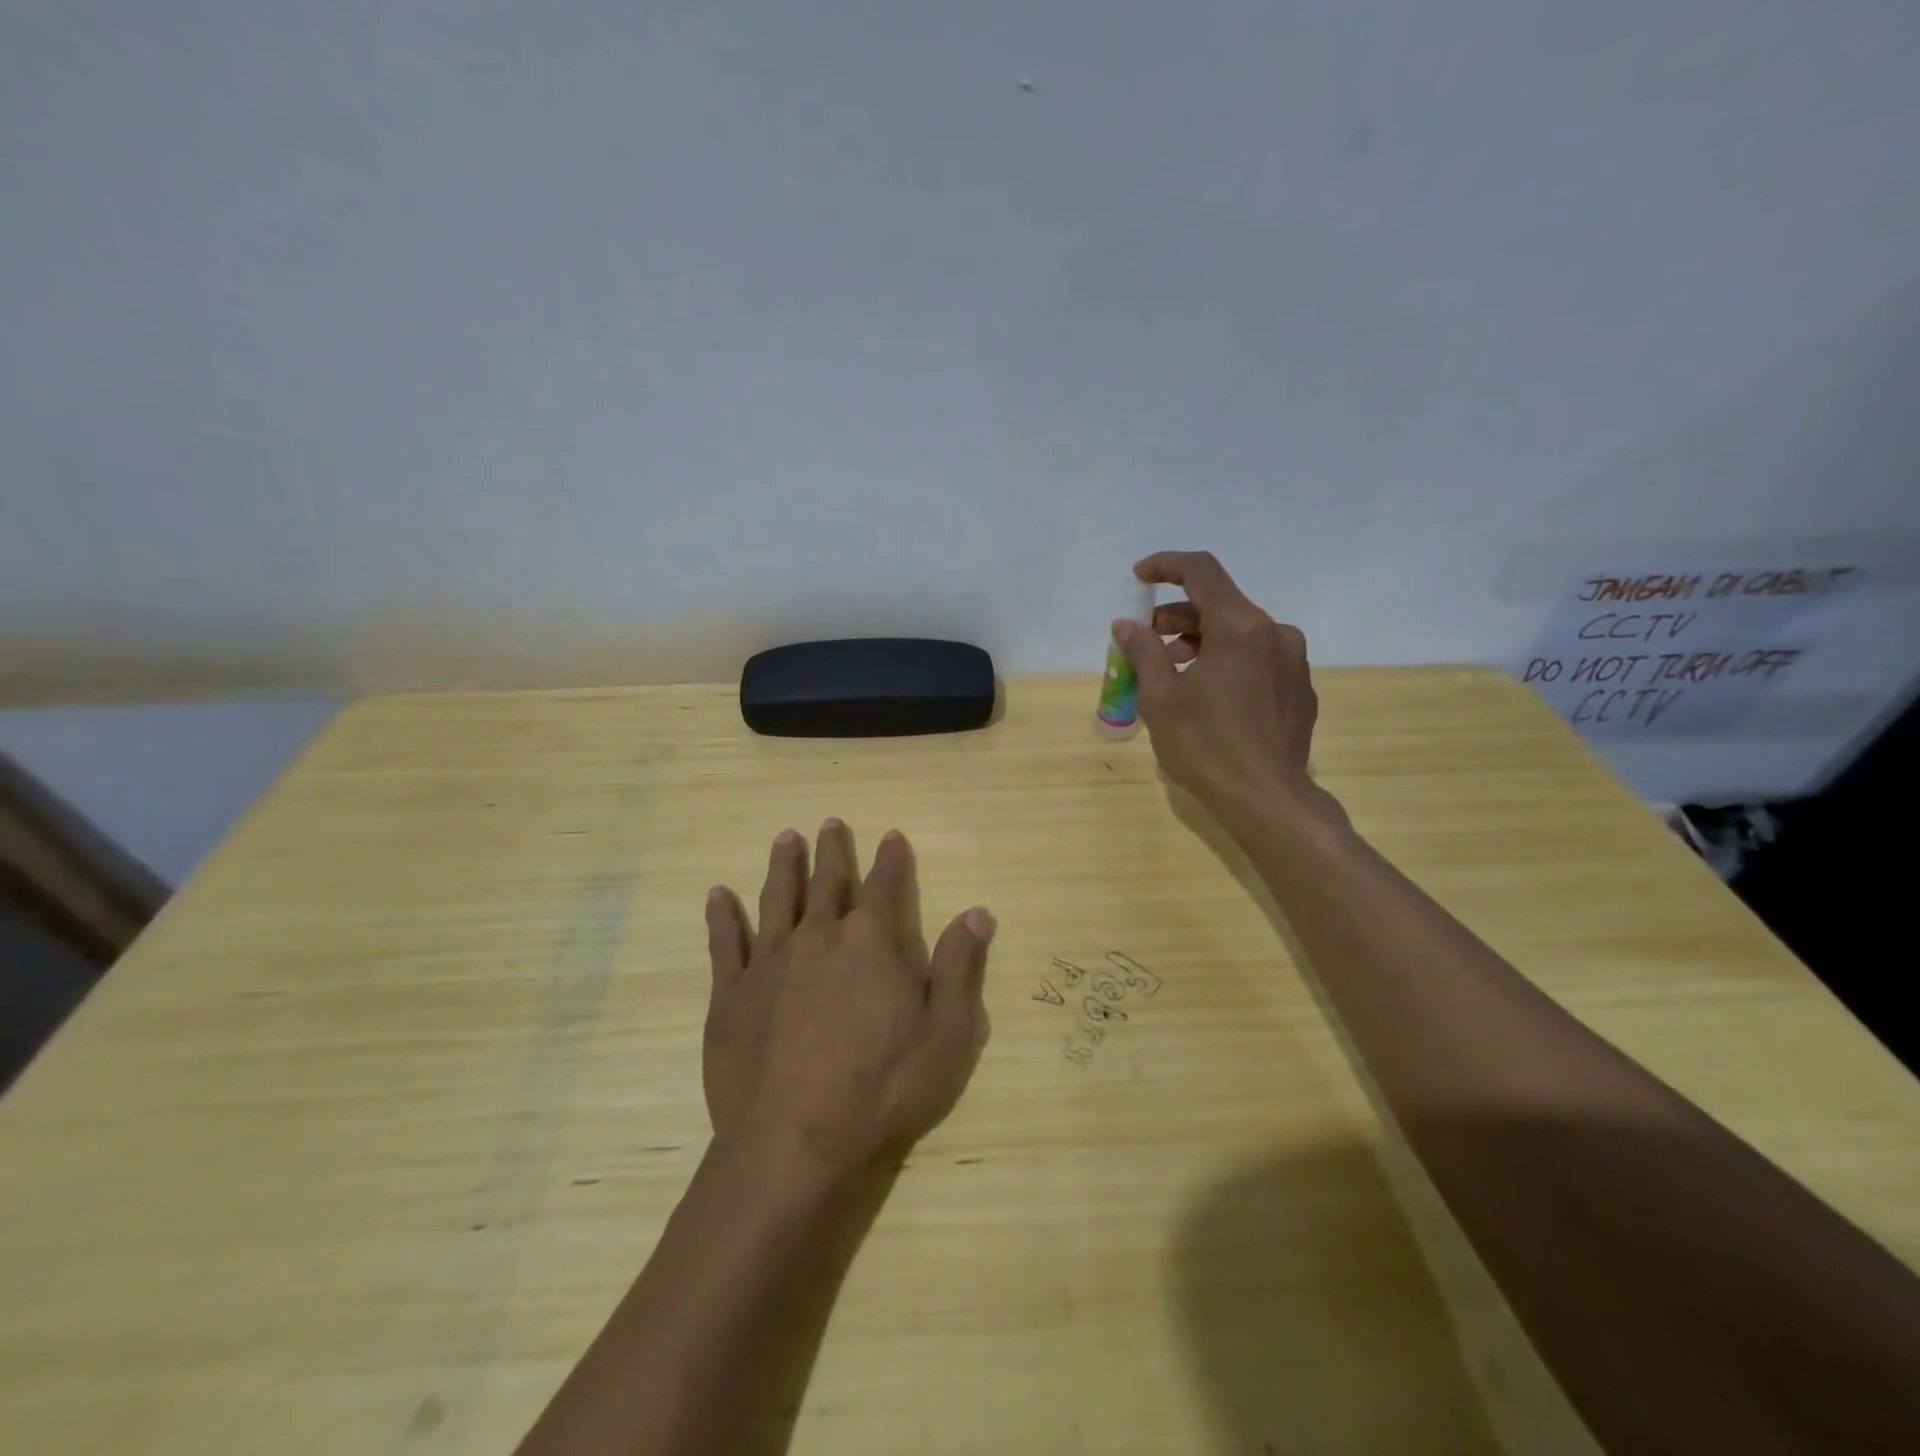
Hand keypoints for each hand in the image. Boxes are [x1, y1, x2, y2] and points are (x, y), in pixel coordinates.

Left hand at [701, 820, 994, 1179]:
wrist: (794, 1142)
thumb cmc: (882, 1090)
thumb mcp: (945, 1033)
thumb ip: (959, 967)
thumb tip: (978, 912)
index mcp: (871, 942)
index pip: (884, 885)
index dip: (891, 858)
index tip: (891, 835)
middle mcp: (819, 937)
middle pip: (828, 882)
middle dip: (833, 851)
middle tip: (830, 822)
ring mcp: (770, 962)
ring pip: (777, 899)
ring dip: (784, 866)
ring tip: (786, 838)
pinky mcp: (732, 994)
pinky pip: (725, 943)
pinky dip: (721, 916)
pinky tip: (717, 895)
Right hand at [1112, 550, 1341, 830]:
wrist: (1268, 800)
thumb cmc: (1206, 746)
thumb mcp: (1161, 698)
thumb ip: (1143, 652)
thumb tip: (1126, 624)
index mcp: (1240, 627)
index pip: (1201, 571)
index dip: (1166, 566)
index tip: (1138, 576)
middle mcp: (1274, 633)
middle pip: (1220, 604)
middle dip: (1177, 615)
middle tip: (1146, 641)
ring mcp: (1293, 662)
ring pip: (1240, 633)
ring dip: (1201, 641)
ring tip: (1171, 672)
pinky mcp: (1300, 690)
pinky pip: (1257, 659)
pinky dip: (1227, 662)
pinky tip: (1207, 695)